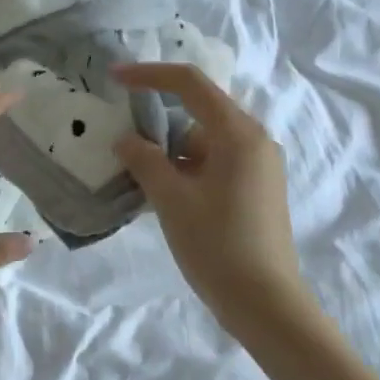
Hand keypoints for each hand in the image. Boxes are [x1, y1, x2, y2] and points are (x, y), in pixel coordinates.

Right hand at [112, 63, 323, 340]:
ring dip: (169, 152)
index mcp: (238, 134)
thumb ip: (145, 161)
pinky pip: (214, 164)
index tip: (114, 78)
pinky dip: (186, 169)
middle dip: (157, 123)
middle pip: (198, 113)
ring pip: (203, 142)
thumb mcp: (171, 200)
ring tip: (136, 175)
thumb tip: (126, 140)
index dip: (149, 75)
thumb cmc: (217, 246)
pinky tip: (163, 194)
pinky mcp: (256, 189)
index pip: (190, 85)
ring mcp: (258, 166)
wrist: (265, 303)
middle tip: (121, 140)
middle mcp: (254, 141)